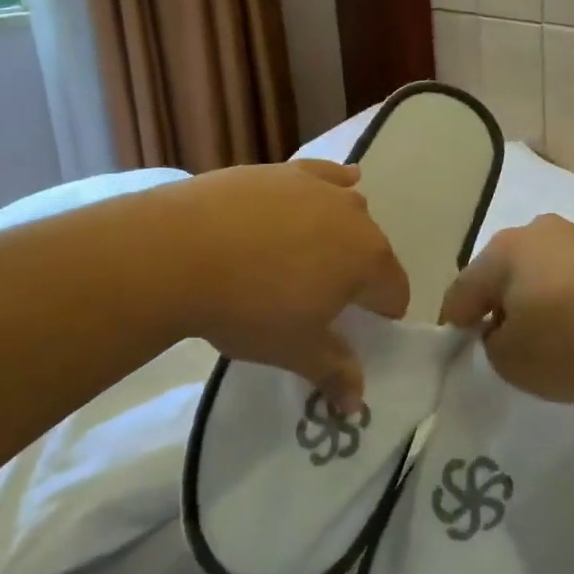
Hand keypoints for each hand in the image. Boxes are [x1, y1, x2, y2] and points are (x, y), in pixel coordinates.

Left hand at [165, 161, 409, 404]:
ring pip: (346, 211)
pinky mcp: (281, 170)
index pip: (394, 291)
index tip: (356, 330)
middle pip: (372, 250)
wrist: (179, 251)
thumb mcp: (295, 349)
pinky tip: (327, 186)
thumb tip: (356, 403)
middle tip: (320, 298)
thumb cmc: (249, 307)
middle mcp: (353, 215)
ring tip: (306, 255)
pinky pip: (319, 175)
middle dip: (357, 274)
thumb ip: (333, 372)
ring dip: (339, 234)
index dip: (382, 315)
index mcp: (367, 259)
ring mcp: (315, 186)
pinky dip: (328, 183)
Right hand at [439, 214, 573, 402]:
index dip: (455, 321)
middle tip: (508, 343)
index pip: (462, 289)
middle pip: (506, 274)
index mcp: (503, 252)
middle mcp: (540, 232)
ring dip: (545, 302)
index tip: (459, 346)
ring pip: (548, 272)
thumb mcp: (515, 362)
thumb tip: (506, 329)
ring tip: (559, 340)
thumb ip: (494, 345)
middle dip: (502, 306)